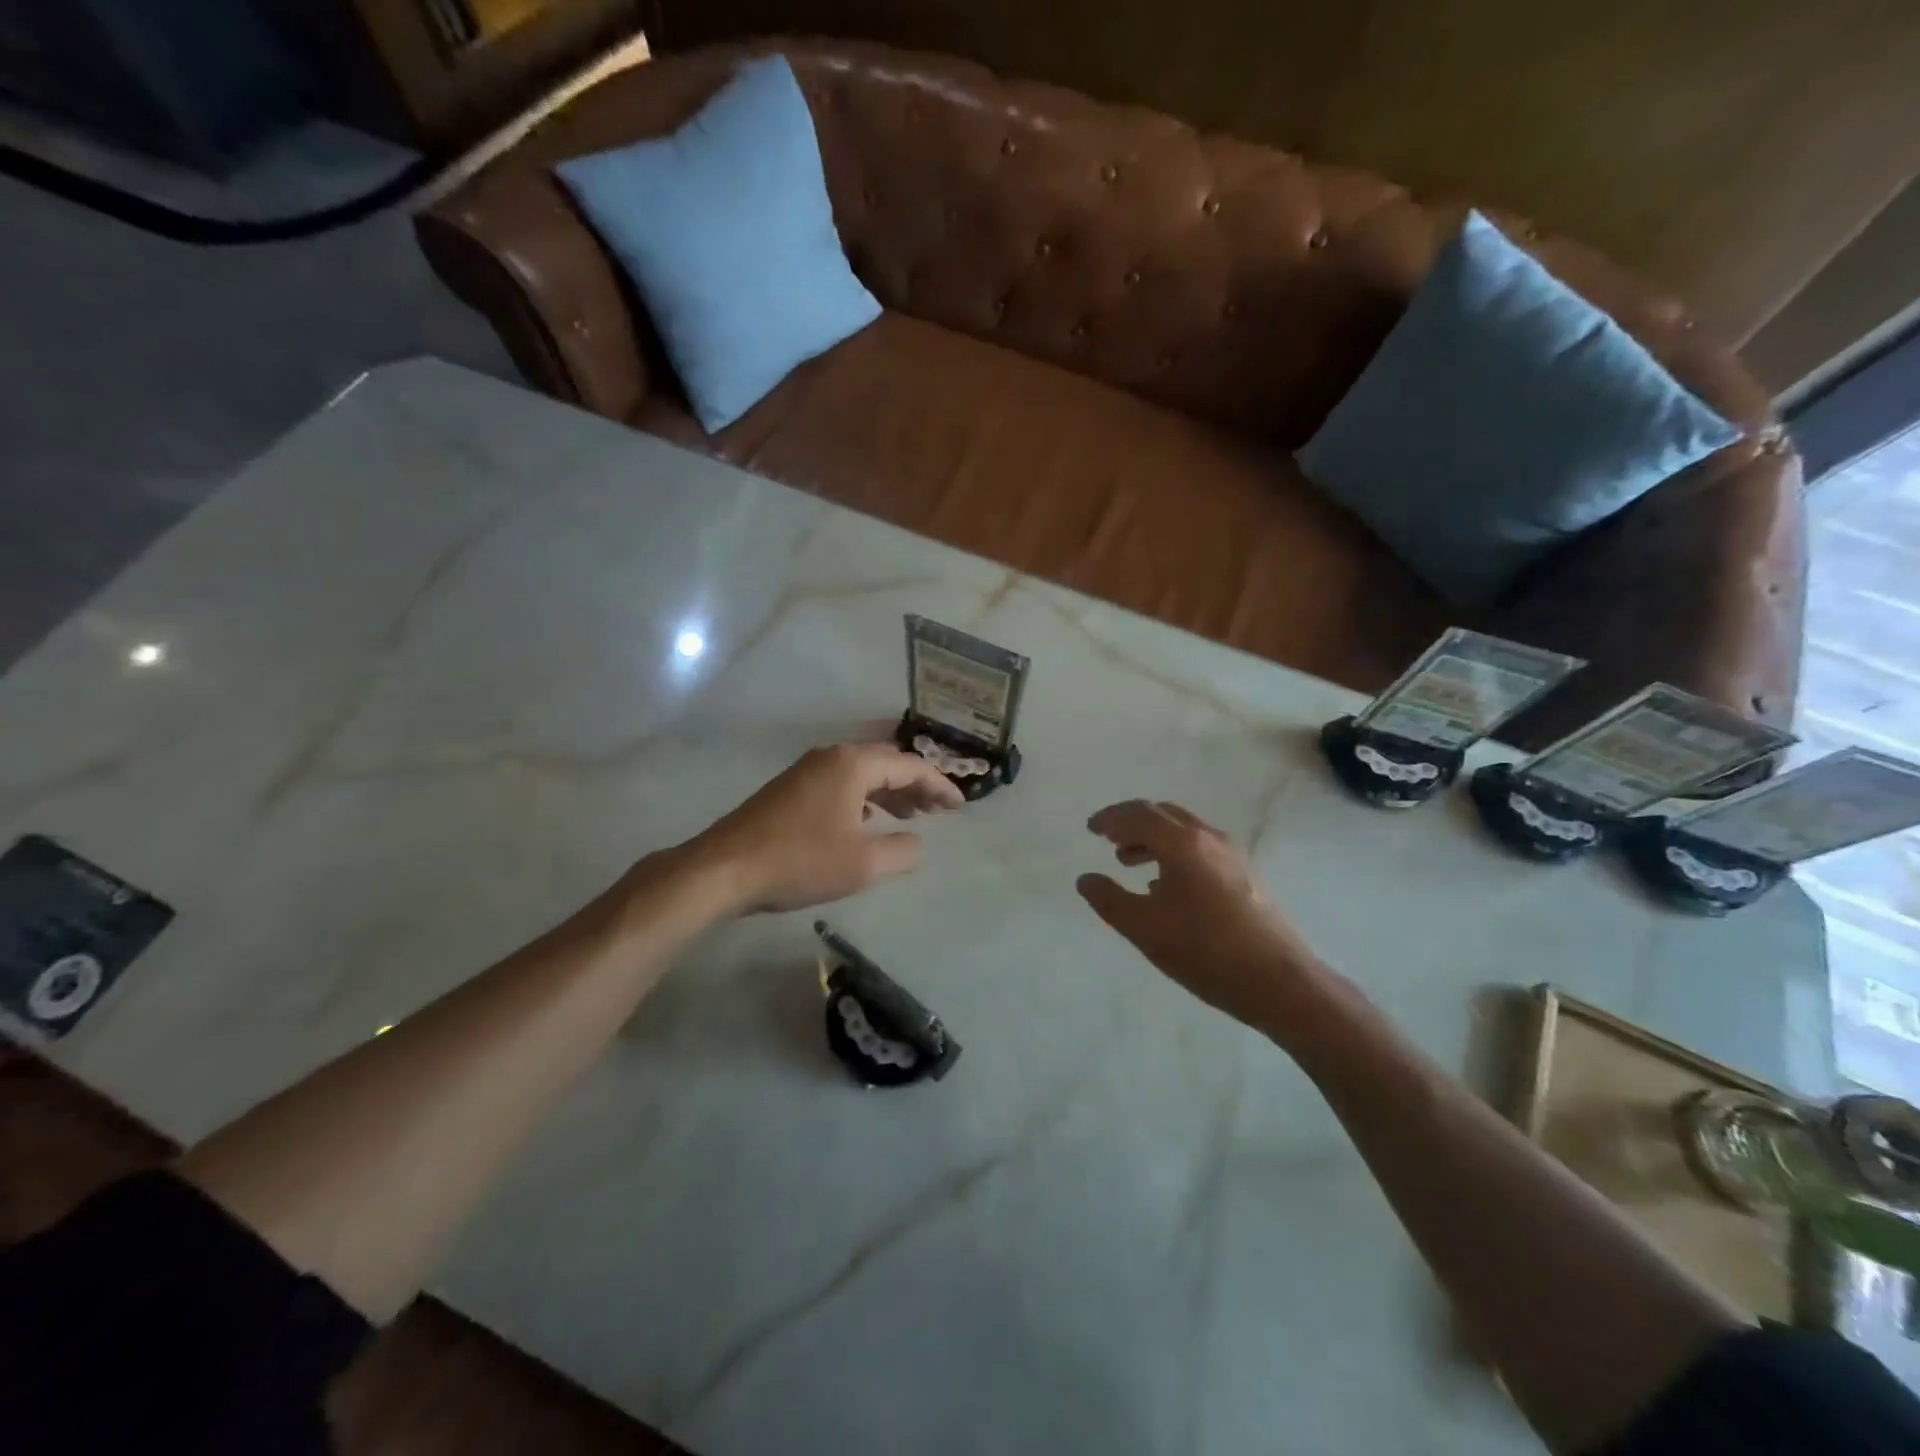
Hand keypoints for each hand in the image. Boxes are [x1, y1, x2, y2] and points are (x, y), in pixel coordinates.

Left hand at [689, 742, 964, 913]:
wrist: (724, 869)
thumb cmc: (800, 861)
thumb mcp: (863, 864)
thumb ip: (902, 851)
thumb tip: (918, 843)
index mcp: (853, 764)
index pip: (909, 766)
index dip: (939, 786)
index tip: (960, 807)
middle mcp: (831, 757)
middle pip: (885, 763)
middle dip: (915, 785)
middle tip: (939, 810)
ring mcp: (806, 771)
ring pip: (861, 774)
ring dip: (889, 793)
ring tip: (911, 815)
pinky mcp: (789, 790)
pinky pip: (840, 785)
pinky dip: (863, 799)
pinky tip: (867, 822)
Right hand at [1077, 800, 1335, 1035]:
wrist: (1280, 981)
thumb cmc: (1206, 952)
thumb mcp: (1145, 929)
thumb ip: (1109, 900)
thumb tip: (1085, 879)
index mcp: (1182, 844)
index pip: (1138, 815)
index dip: (1110, 819)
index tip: (1090, 828)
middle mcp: (1208, 838)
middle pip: (1162, 813)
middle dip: (1131, 822)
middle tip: (1108, 839)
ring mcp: (1232, 854)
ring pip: (1183, 830)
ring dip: (1152, 837)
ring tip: (1130, 861)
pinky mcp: (1245, 873)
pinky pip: (1200, 846)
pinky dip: (1173, 851)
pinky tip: (1165, 885)